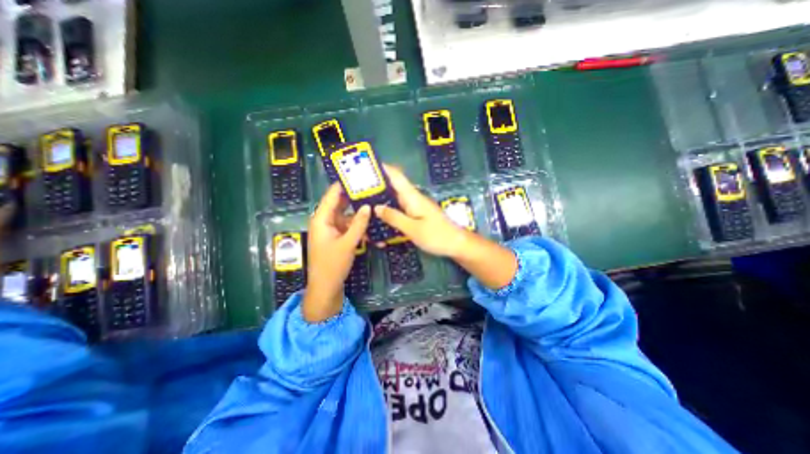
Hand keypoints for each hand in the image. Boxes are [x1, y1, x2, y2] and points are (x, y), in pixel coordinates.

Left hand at [301, 183, 369, 322]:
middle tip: (372, 189)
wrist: (326, 287)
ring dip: (360, 215)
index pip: (332, 195)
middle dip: (356, 198)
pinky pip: (350, 227)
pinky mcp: (338, 237)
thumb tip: (368, 206)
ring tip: (376, 206)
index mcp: (321, 219)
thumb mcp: (347, 243)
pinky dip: (359, 227)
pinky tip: (373, 228)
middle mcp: (326, 221)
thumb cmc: (332, 265)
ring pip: (348, 216)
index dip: (344, 184)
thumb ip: (359, 224)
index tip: (358, 175)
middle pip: (341, 204)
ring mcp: (332, 229)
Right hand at [371, 163, 468, 257]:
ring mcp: (415, 206)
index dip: (383, 168)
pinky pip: (400, 208)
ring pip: (396, 198)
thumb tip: (377, 207)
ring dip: (382, 198)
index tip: (368, 165)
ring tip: (364, 201)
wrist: (456, 244)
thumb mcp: (413, 229)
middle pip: (394, 186)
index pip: (397, 177)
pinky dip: (390, 209)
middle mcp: (413, 198)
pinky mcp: (417, 214)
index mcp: (413, 197)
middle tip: (358, 188)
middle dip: (377, 185)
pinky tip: (380, 215)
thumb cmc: (436, 235)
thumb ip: (394, 218)